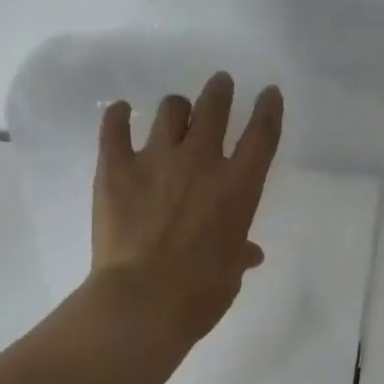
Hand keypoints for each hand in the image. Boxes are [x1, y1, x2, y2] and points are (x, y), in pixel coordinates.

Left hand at [89, 71, 283, 351]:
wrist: (143, 299)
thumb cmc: (200, 292)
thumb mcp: (230, 272)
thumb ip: (239, 253)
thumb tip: (250, 254)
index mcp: (238, 186)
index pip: (261, 134)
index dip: (268, 109)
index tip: (268, 92)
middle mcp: (201, 160)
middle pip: (214, 108)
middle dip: (219, 91)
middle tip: (219, 84)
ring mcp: (157, 159)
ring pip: (169, 110)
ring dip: (176, 107)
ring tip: (174, 110)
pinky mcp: (117, 167)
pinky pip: (115, 128)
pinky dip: (118, 116)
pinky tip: (120, 112)